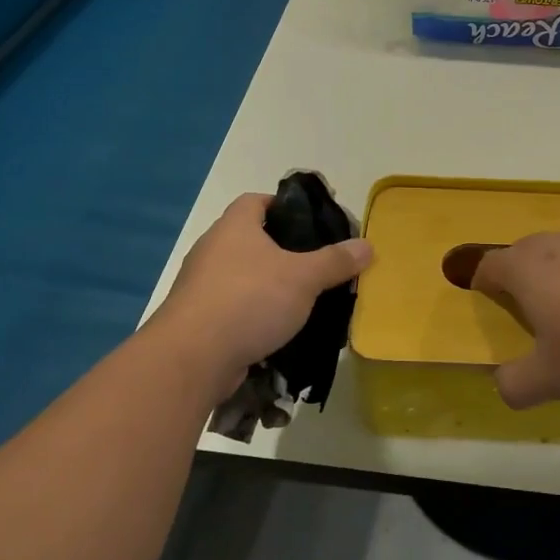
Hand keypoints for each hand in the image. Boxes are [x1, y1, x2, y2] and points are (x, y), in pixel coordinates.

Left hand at [147, 194, 372, 406]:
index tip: (311, 223)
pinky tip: (279, 329)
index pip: (257, 201)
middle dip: (283, 251)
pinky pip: (233, 308)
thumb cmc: (249, 300)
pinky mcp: (198, 319)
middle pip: (251, 239)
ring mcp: (201, 286)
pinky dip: (254, 314)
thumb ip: (336, 261)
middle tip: (316, 264)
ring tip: (303, 299)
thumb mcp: (303, 278)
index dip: (284, 207)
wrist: (192, 358)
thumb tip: (367, 245)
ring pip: (243, 276)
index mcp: (234, 226)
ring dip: (268, 286)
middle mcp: (213, 249)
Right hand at [469, 232, 559, 408]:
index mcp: (526, 268)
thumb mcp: (549, 380)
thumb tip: (504, 385)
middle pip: (522, 251)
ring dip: (552, 276)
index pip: (489, 265)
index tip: (482, 303)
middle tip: (518, 309)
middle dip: (515, 275)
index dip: (480, 283)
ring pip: (558, 253)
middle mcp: (555, 247)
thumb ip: (516, 384)